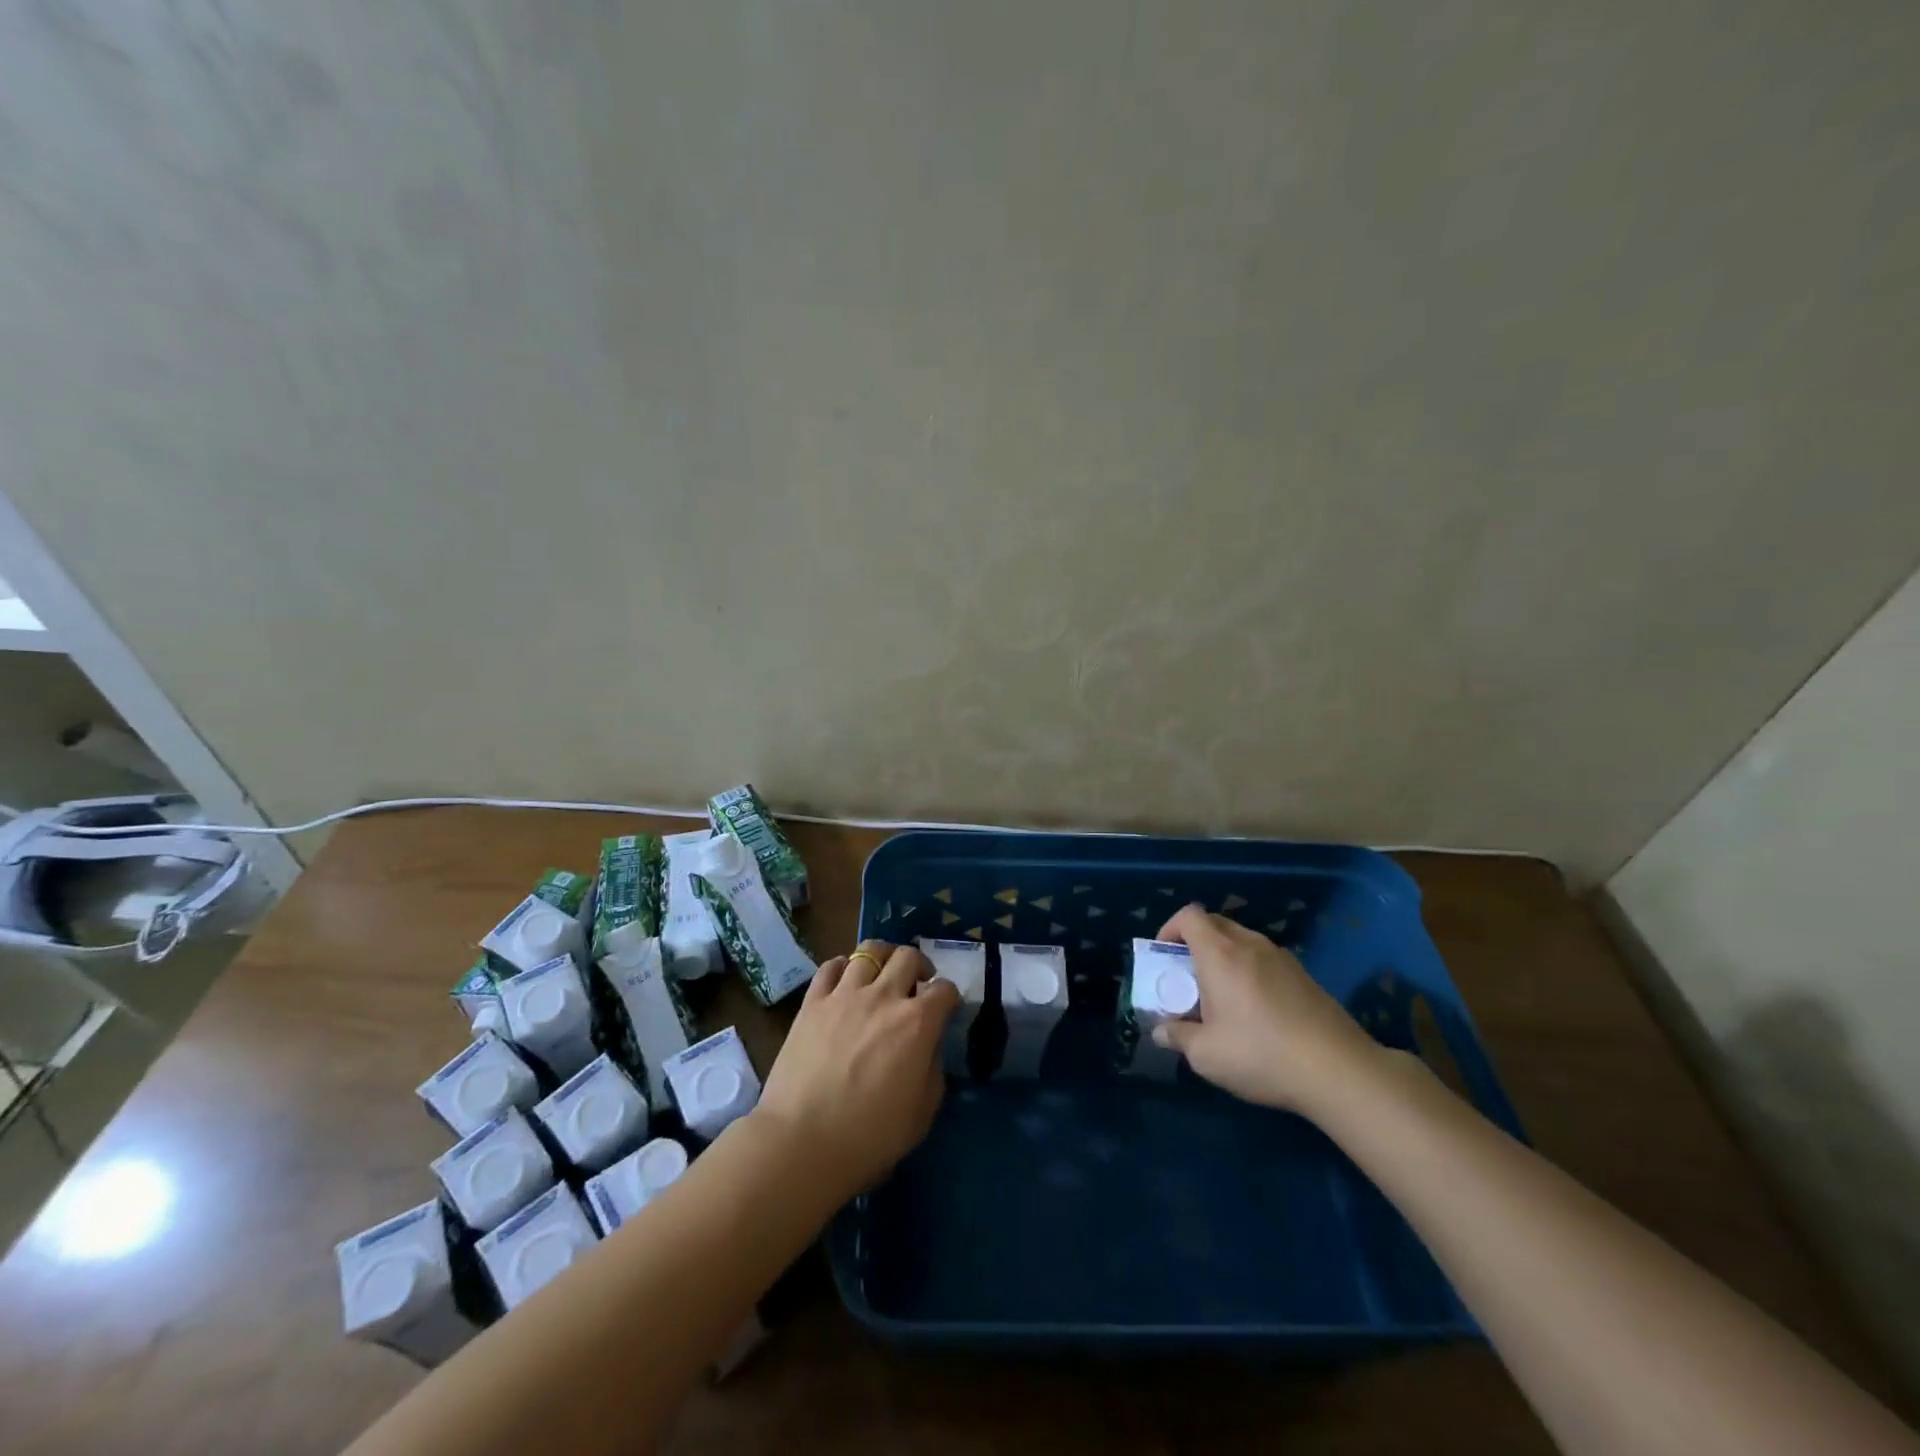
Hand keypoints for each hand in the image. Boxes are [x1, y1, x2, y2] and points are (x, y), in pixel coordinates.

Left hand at [754, 941, 959, 1198]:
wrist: (802, 1142)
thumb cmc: (869, 1136)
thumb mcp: (922, 1113)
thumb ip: (932, 1070)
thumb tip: (927, 1046)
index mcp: (917, 1023)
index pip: (944, 989)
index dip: (949, 996)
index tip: (945, 1007)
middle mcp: (884, 997)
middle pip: (908, 956)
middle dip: (919, 966)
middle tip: (916, 985)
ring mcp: (845, 995)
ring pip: (869, 951)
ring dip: (883, 958)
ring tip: (881, 974)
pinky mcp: (812, 1002)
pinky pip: (830, 966)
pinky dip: (843, 967)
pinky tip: (845, 981)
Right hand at [1151, 904, 1382, 1115]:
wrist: (1340, 1070)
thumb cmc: (1261, 1055)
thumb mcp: (1206, 1055)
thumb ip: (1177, 1037)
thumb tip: (1161, 1031)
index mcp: (1220, 954)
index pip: (1189, 915)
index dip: (1170, 928)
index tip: (1164, 957)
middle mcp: (1250, 945)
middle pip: (1215, 923)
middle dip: (1194, 942)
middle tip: (1188, 978)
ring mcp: (1282, 957)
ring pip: (1242, 941)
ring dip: (1224, 957)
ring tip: (1222, 998)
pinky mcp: (1304, 976)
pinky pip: (1265, 960)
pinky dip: (1250, 971)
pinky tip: (1256, 1011)